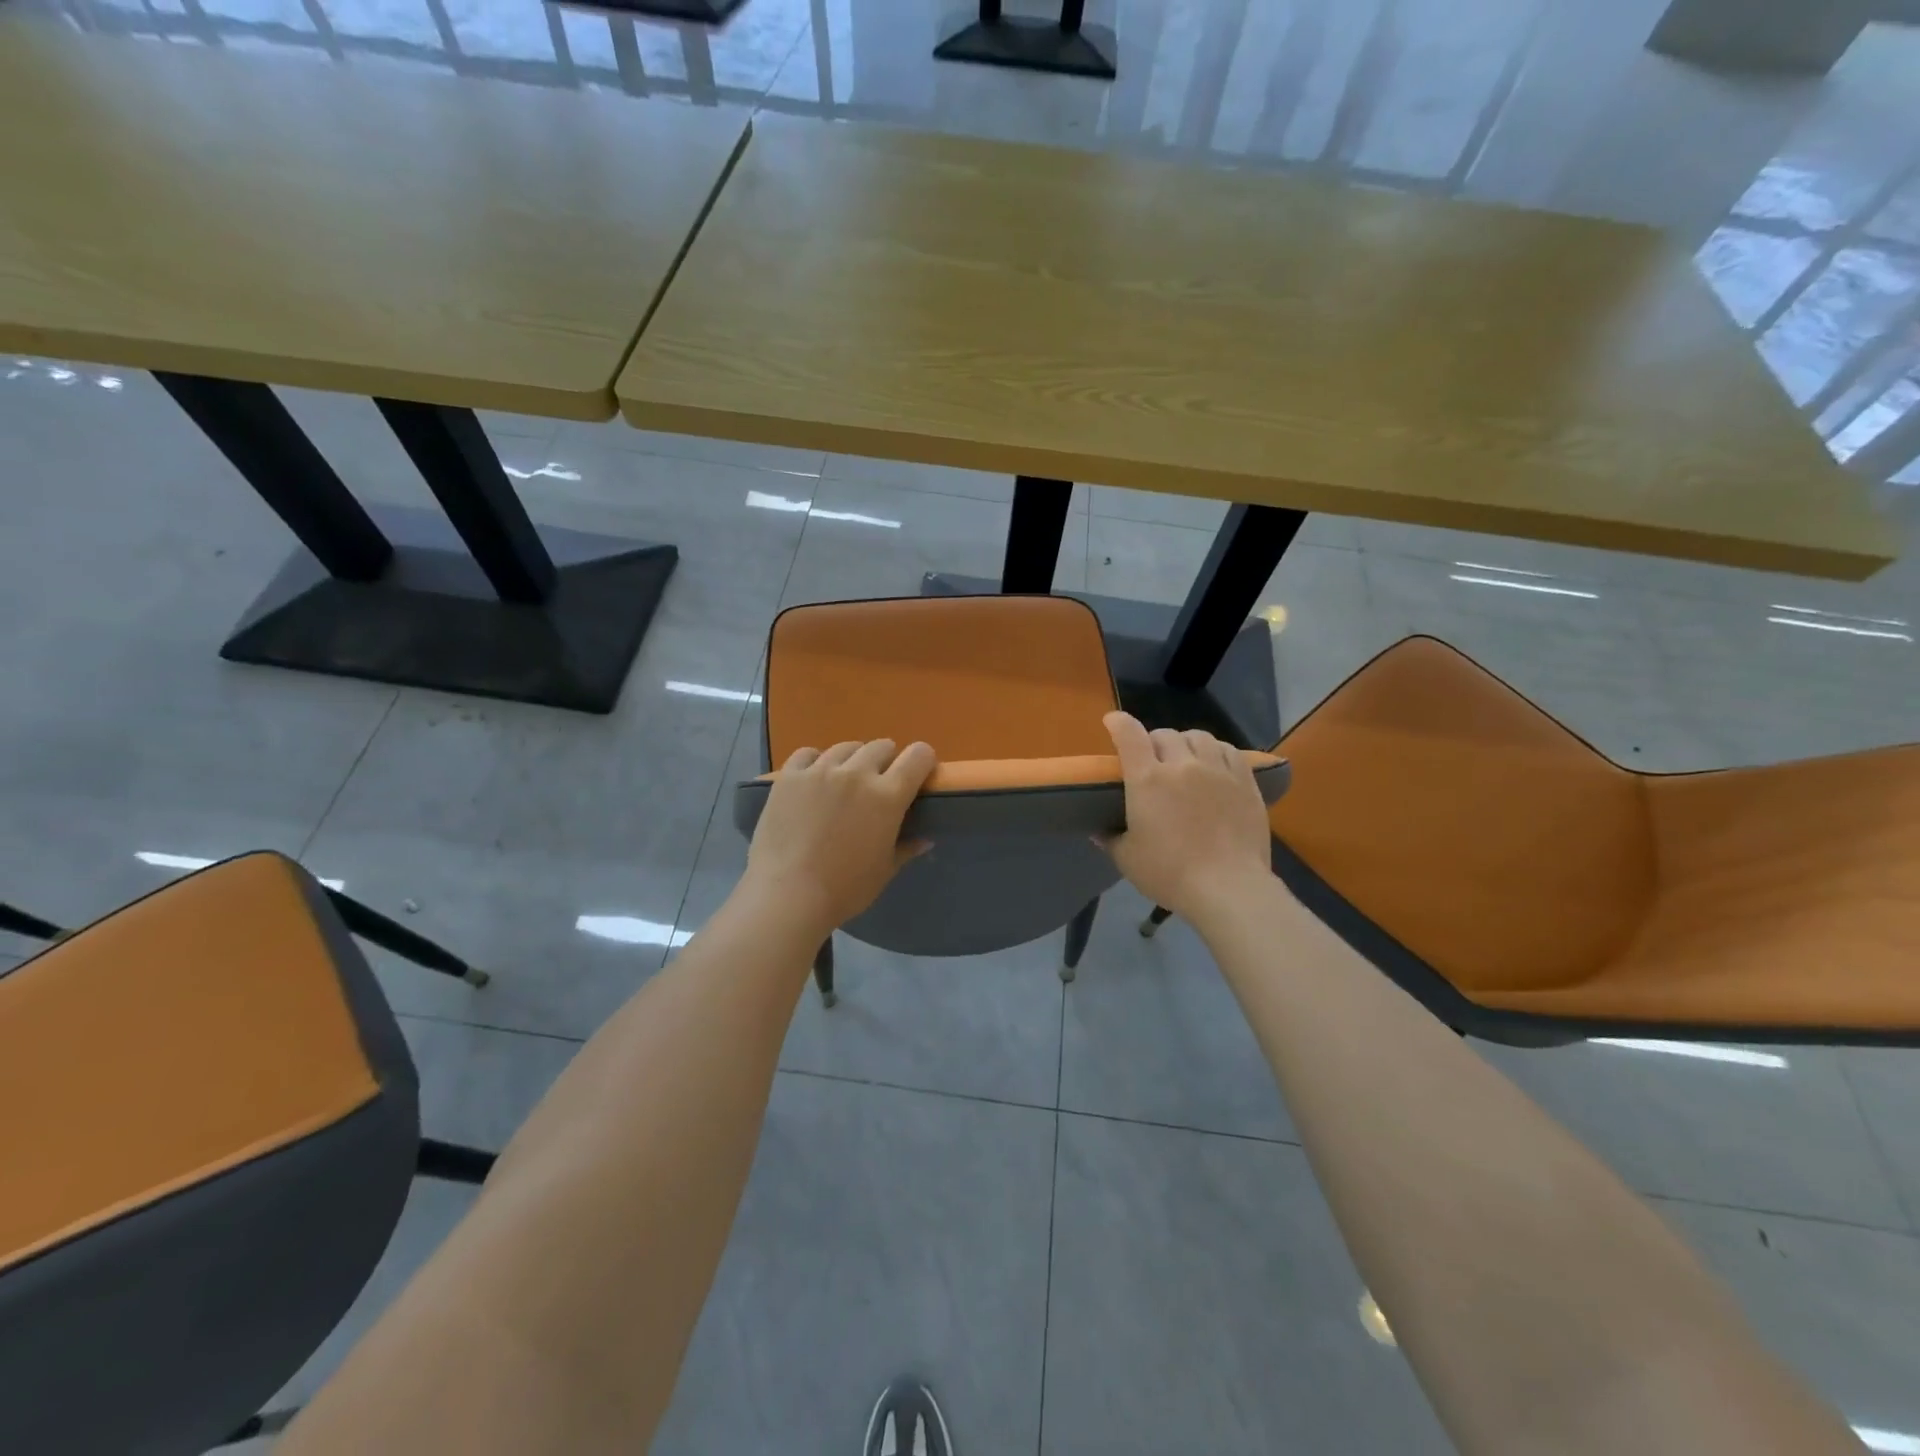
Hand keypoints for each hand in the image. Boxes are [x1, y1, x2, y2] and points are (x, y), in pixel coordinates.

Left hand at [741, 739, 936, 937]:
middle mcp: (857, 773)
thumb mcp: (884, 871)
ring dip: (852, 760)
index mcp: (887, 795)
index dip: (923, 761)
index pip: (918, 756)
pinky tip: (812, 779)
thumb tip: (925, 839)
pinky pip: (807, 753)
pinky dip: (815, 761)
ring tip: (843, 782)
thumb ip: (906, 848)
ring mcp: (820, 771)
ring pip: (846, 747)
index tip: (918, 775)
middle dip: (886, 761)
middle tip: (877, 785)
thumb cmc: (844, 888)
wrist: (788, 895)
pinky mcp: (789, 776)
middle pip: (881, 746)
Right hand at [1101, 712, 1272, 922]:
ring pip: (1198, 737)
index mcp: (1147, 780)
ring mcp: (1217, 771)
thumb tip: (1098, 830)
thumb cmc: (1170, 874)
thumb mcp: (1128, 859)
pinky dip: (1215, 751)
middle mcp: (1182, 765)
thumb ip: (1110, 839)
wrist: (1228, 887)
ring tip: (1185, 758)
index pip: (1129, 735)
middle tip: (1151, 760)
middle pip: (1165, 735)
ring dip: (1185, 743)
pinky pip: (1229, 751)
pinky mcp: (1245, 782)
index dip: (1119, 723)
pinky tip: (1214, 764)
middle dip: (1153, 742)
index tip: (1112, 721)